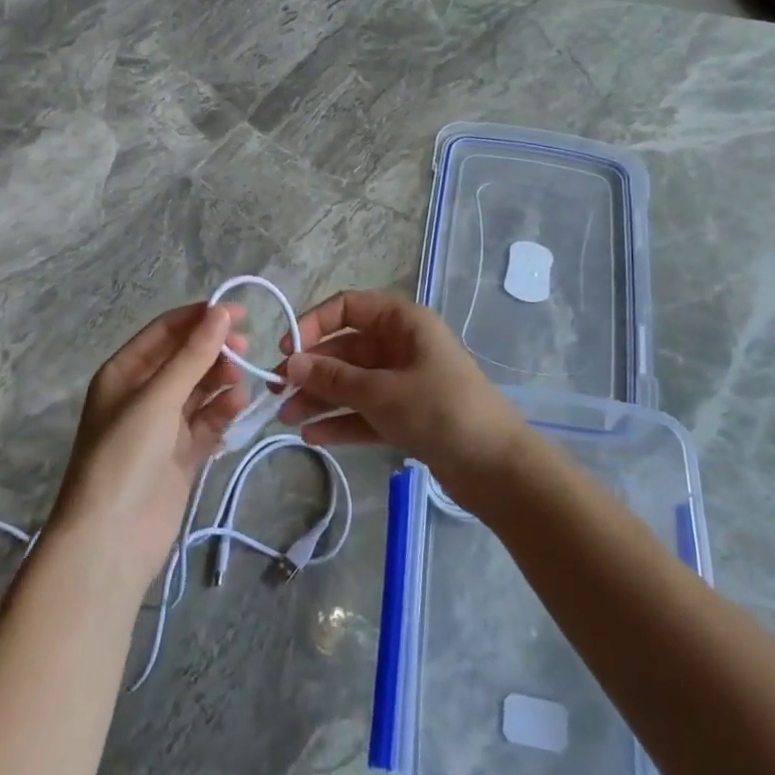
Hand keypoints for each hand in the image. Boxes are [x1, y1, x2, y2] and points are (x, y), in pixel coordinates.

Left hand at [49, 302, 249, 595]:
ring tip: (242, 384)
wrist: (111, 540)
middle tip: (245, 350)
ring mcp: (163, 426)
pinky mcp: (182, 454)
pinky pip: (208, 422)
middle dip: (215, 351)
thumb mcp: (157, 398)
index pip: (166, 331)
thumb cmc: (125, 456)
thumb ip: (193, 355)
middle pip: (186, 359)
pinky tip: (238, 408)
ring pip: (201, 389)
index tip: (238, 312)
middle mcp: (143, 394)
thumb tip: (221, 310)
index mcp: (124, 373)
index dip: (200, 317)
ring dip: (222, 381)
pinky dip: (224, 412)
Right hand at [276, 289, 526, 490]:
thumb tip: (291, 363)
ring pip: (353, 382)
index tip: (287, 349)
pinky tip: (312, 435)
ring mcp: (405, 382)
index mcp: (403, 322)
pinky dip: (341, 421)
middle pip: (346, 348)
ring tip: (286, 418)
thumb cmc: (440, 411)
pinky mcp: (407, 415)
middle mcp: (402, 345)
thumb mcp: (382, 391)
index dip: (315, 323)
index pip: (348, 307)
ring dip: (320, 397)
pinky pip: (365, 411)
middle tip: (277, 392)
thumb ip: (334, 378)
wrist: (497, 467)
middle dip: (312, 368)